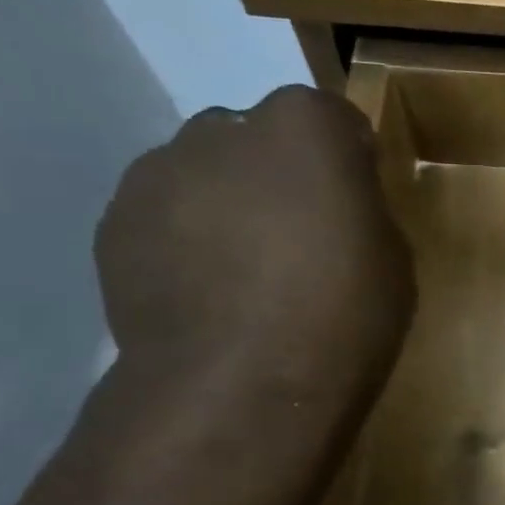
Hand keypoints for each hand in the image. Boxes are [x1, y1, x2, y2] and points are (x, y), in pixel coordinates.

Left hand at [96, 86, 414, 397]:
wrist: (241, 387)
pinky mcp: (113, 225)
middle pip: (257, 137)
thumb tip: (336, 204)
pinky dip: (183, 240)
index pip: (332, 118)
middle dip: (278, 172)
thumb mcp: (391, 257)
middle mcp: (222, 130)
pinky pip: (162, 216)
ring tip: (242, 271)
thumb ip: (361, 208)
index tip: (356, 199)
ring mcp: (157, 174)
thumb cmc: (343, 315)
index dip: (347, 158)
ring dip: (225, 202)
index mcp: (303, 127)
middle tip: (297, 235)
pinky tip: (205, 293)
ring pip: (202, 173)